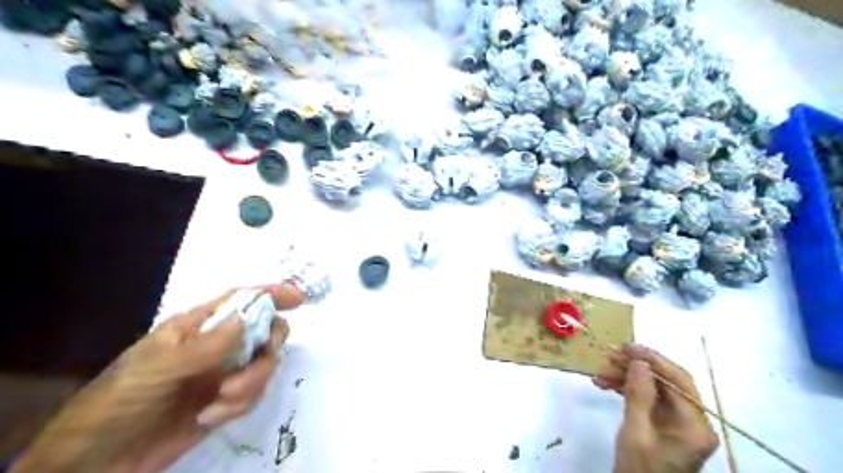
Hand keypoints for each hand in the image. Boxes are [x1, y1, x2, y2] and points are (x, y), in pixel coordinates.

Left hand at [12, 284, 302, 472]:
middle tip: (262, 360)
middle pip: (264, 331)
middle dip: (269, 346)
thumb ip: (209, 344)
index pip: (242, 300)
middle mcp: (218, 345)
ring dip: (252, 383)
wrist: (98, 461)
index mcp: (198, 326)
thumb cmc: (121, 401)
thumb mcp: (161, 368)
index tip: (299, 298)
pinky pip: (254, 393)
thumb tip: (251, 317)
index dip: (271, 294)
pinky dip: (241, 404)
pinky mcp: (226, 401)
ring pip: (264, 365)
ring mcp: (224, 373)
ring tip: (221, 403)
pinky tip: (212, 417)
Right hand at [592, 343, 715, 472]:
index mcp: (694, 426)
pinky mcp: (663, 425)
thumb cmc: (639, 470)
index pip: (678, 380)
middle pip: (664, 382)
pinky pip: (646, 399)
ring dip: (626, 377)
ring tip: (600, 372)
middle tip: (608, 357)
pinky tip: (604, 384)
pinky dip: (625, 389)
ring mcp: (677, 423)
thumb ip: (639, 395)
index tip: (626, 347)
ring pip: (652, 388)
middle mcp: (691, 421)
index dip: (653, 359)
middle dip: (635, 367)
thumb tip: (639, 361)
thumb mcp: (636, 432)